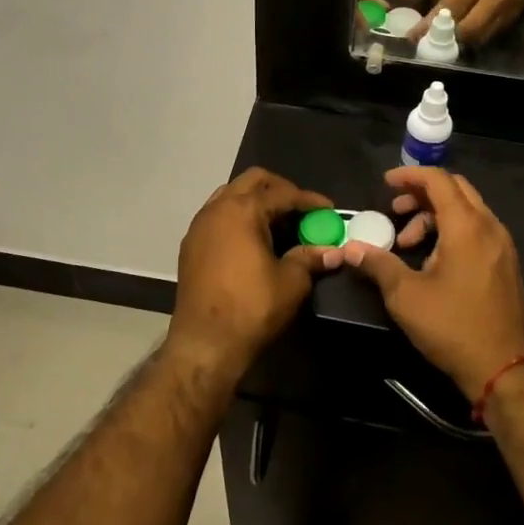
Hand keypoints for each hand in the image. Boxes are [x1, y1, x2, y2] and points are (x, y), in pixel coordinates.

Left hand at [168, 168, 341, 385]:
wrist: (204, 343)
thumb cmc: (251, 308)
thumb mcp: (291, 282)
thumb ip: (310, 258)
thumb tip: (333, 251)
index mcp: (242, 210)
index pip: (283, 193)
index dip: (309, 200)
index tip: (328, 209)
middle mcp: (217, 208)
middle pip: (253, 181)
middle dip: (281, 189)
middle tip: (302, 210)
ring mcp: (199, 225)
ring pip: (231, 195)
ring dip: (256, 201)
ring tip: (278, 223)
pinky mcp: (190, 245)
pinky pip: (218, 215)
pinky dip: (238, 217)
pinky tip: (253, 239)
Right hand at [340, 166, 523, 402]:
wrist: (505, 368)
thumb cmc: (453, 326)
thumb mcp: (405, 296)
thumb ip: (377, 264)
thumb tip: (349, 247)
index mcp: (466, 226)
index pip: (438, 180)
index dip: (410, 175)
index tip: (386, 183)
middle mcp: (489, 226)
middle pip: (455, 189)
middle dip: (422, 193)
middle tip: (395, 209)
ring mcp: (502, 245)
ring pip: (467, 210)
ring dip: (435, 215)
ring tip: (407, 243)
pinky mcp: (506, 264)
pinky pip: (477, 229)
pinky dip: (452, 230)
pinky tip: (433, 259)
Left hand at [394, 0, 523, 46]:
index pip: (452, 6)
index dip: (431, 24)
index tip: (413, 35)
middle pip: (468, 28)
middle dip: (445, 38)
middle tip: (427, 40)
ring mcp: (509, 8)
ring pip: (480, 37)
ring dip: (459, 41)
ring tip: (441, 38)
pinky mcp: (515, 17)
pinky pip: (490, 36)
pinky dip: (473, 39)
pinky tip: (459, 34)